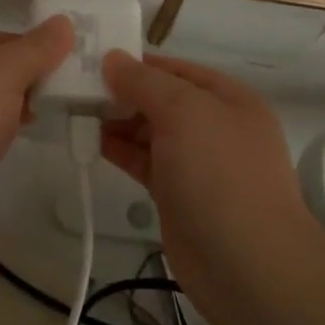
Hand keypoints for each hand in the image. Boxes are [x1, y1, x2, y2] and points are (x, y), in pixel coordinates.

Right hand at [101, 52, 324, 298]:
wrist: (246, 264)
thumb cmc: (219, 174)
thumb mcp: (183, 112)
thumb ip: (144, 82)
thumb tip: (112, 59)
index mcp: (229, 99)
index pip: (177, 69)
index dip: (138, 62)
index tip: (95, 59)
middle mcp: (216, 126)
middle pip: (163, 99)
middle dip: (124, 92)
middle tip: (78, 87)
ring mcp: (198, 163)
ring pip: (151, 131)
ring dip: (119, 121)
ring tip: (79, 113)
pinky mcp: (179, 195)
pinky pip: (146, 161)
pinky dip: (122, 150)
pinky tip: (95, 142)